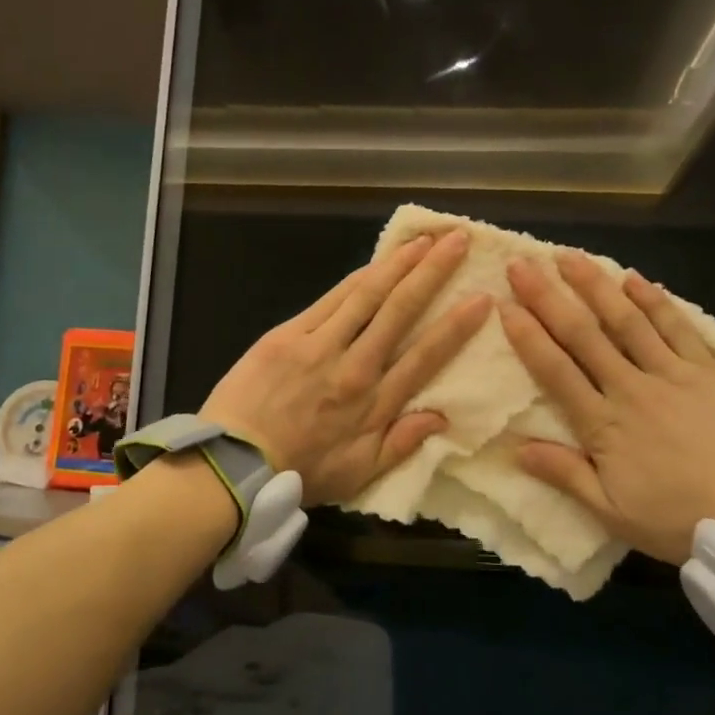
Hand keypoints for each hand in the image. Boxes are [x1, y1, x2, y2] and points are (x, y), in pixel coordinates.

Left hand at [201, 230, 489, 506]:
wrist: (233, 463)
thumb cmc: (300, 471)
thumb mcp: (358, 475)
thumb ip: (401, 444)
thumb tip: (442, 416)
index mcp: (374, 403)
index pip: (425, 357)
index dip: (456, 326)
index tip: (481, 299)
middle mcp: (353, 366)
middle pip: (399, 311)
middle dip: (432, 273)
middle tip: (458, 240)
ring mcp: (319, 345)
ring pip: (367, 295)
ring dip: (399, 263)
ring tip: (425, 239)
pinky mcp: (289, 334)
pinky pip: (331, 298)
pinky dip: (358, 277)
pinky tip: (378, 261)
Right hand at [500, 253, 714, 564]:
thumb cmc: (681, 520)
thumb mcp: (613, 513)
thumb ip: (566, 475)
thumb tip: (516, 449)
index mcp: (604, 425)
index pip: (556, 371)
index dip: (528, 336)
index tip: (504, 305)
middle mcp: (632, 388)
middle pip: (583, 336)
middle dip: (549, 298)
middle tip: (523, 265)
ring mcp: (672, 374)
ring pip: (626, 321)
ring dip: (595, 287)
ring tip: (569, 257)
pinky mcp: (709, 371)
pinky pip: (677, 328)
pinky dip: (654, 301)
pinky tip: (634, 278)